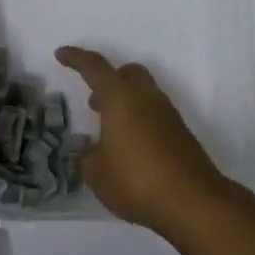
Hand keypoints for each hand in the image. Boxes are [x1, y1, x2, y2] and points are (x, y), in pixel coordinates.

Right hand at [54, 46, 231, 233]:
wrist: (192, 201)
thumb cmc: (135, 180)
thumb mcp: (97, 173)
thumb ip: (89, 157)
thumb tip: (92, 151)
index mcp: (120, 98)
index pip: (94, 67)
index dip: (76, 58)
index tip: (61, 53)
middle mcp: (146, 98)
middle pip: (128, 73)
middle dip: (110, 80)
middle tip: (94, 103)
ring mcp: (168, 114)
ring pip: (144, 94)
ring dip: (125, 103)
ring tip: (110, 133)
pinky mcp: (181, 133)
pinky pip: (155, 115)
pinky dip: (140, 121)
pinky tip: (131, 149)